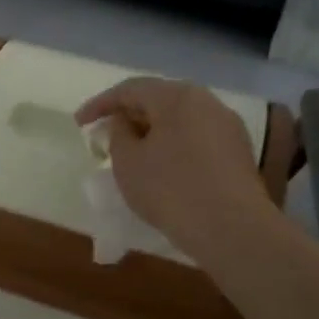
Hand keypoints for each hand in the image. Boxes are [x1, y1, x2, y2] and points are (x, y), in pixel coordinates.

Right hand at [76, 77, 279, 257]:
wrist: (232, 229)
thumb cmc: (170, 189)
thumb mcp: (127, 161)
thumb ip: (118, 133)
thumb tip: (124, 122)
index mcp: (177, 97)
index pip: (130, 89)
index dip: (100, 104)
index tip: (79, 123)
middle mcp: (206, 102)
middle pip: (158, 100)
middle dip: (129, 115)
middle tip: (105, 135)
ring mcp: (227, 126)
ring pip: (180, 119)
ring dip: (152, 131)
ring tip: (132, 152)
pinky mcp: (238, 152)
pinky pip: (196, 138)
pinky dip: (174, 144)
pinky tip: (162, 167)